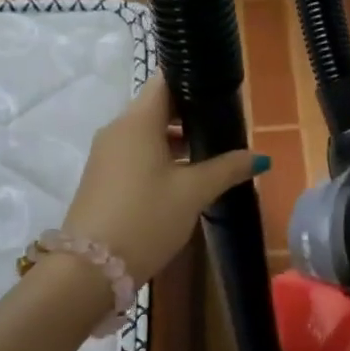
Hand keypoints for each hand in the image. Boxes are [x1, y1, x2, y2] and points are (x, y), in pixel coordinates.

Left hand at [63, 73, 265, 281]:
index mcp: (138, 120)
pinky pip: (135, 152)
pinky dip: (160, 155)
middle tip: (224, 124)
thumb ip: (227, 168)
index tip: (221, 91)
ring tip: (210, 152)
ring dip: (176, 138)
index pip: (165, 80)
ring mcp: (106, 153)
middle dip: (190, 113)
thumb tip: (260, 157)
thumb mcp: (194, 193)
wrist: (89, 270)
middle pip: (157, 106)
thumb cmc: (147, 218)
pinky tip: (184, 176)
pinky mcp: (102, 176)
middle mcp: (118, 128)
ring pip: (146, 131)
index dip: (193, 80)